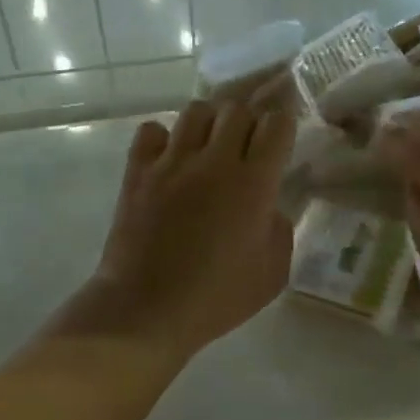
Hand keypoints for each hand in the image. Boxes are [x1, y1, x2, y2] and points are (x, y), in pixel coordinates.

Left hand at [72, 100, 296, 359]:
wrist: (146, 309)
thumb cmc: (216, 299)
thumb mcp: (272, 274)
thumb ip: (280, 230)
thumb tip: (268, 206)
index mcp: (253, 184)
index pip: (276, 124)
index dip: (282, 128)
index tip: (279, 145)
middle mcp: (214, 161)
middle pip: (237, 109)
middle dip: (248, 123)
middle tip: (245, 150)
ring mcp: (171, 162)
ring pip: (196, 110)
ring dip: (209, 124)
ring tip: (208, 149)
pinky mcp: (137, 171)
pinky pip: (152, 130)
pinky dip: (164, 138)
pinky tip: (170, 160)